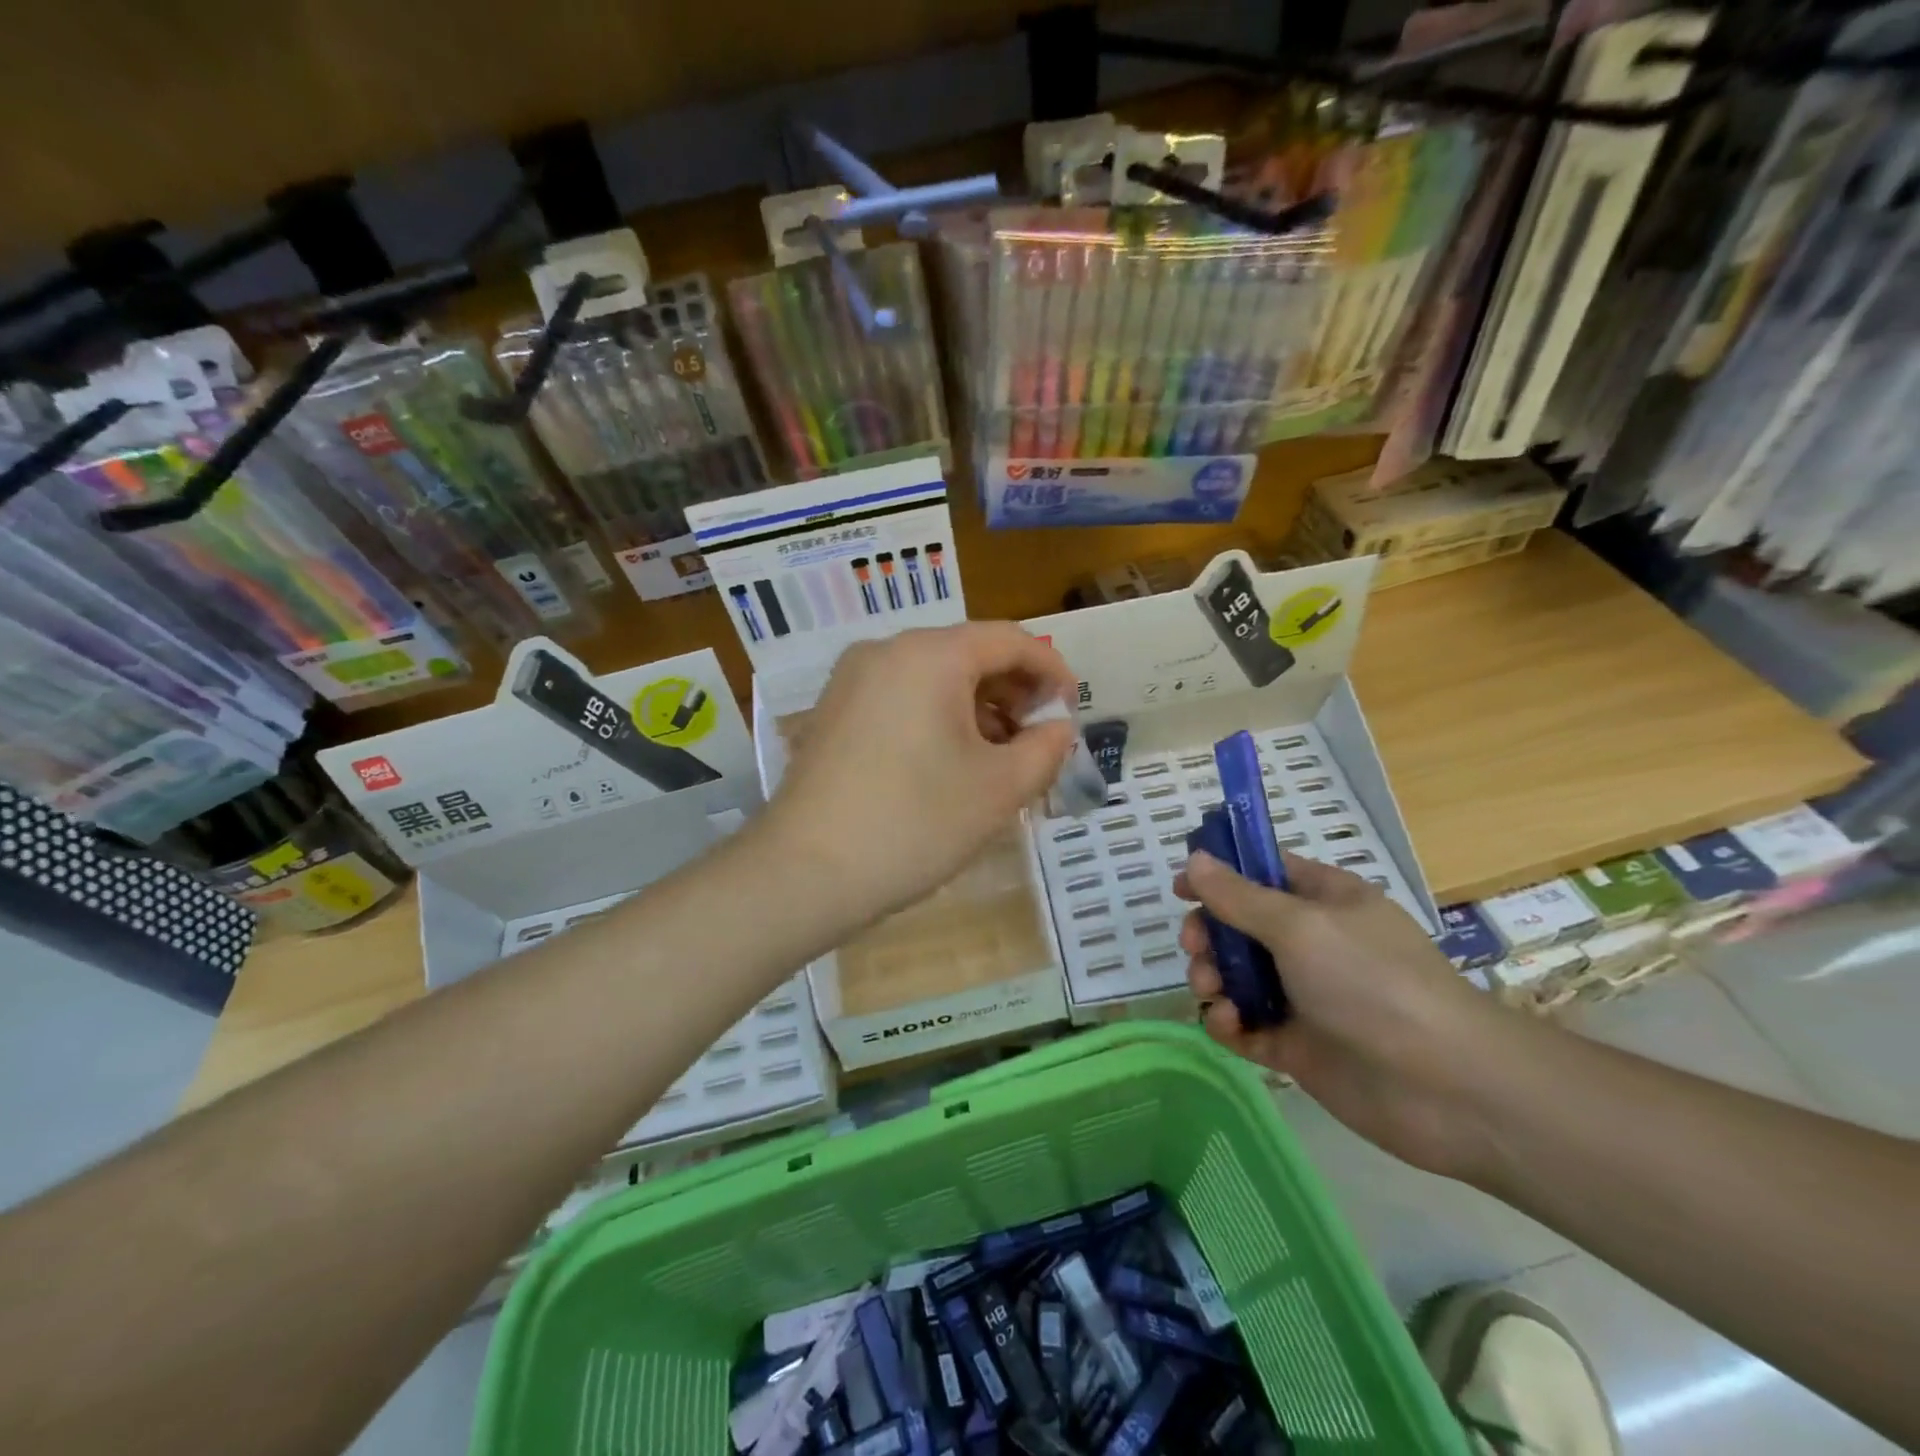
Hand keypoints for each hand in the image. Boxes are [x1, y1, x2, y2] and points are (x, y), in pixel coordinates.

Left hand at [765, 622, 1078, 927]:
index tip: (1071, 712)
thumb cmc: (914, 823)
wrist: (804, 872)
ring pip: (934, 678)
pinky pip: (901, 698)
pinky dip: (937, 719)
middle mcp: (886, 651)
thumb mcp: (999, 789)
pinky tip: (949, 764)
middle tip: (1037, 742)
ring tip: (998, 760)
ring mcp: (851, 680)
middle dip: (1013, 694)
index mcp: (930, 655)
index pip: (1010, 640)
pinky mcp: (833, 712)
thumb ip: (1044, 749)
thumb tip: (1057, 728)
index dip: (1052, 671)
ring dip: (977, 710)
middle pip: (969, 654)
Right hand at [1177, 850, 1521, 1181]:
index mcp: (1323, 901)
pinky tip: (1228, 1024)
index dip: (1220, 874)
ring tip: (1211, 991)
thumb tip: (1196, 858)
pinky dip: (1228, 1022)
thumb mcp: (1299, 925)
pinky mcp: (1295, 1045)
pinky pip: (1245, 1025)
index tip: (1182, 888)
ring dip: (1211, 977)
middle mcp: (1311, 944)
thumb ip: (1239, 896)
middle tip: (1195, 947)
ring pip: (1236, 976)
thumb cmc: (1372, 982)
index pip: (1263, 872)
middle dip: (1209, 934)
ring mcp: (1303, 996)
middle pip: (1239, 926)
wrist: (1447, 1087)